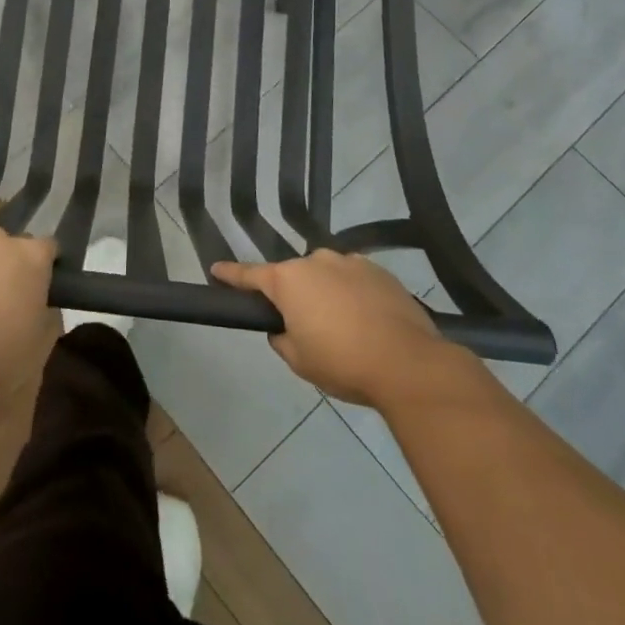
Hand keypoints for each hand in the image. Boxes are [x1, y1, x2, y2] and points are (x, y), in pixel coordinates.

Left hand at [0, 224, 59, 396]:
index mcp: (34, 257)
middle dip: (3, 259)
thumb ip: (49, 314)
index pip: (47, 246)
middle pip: (5, 240)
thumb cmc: (5, 359)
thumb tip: (44, 306)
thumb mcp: (44, 342)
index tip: (36, 284)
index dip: (42, 265)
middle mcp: (0, 240)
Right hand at [212, 251, 466, 407]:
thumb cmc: (342, 362)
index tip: (215, 269)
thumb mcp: (299, 360)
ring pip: (326, 276)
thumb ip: (282, 338)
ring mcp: (350, 262)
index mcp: (288, 280)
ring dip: (326, 293)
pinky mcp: (380, 271)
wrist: (409, 364)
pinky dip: (353, 295)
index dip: (230, 275)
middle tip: (303, 325)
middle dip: (293, 295)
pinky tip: (367, 322)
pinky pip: (355, 280)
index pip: (249, 275)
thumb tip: (285, 328)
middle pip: (293, 276)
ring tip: (343, 327)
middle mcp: (316, 261)